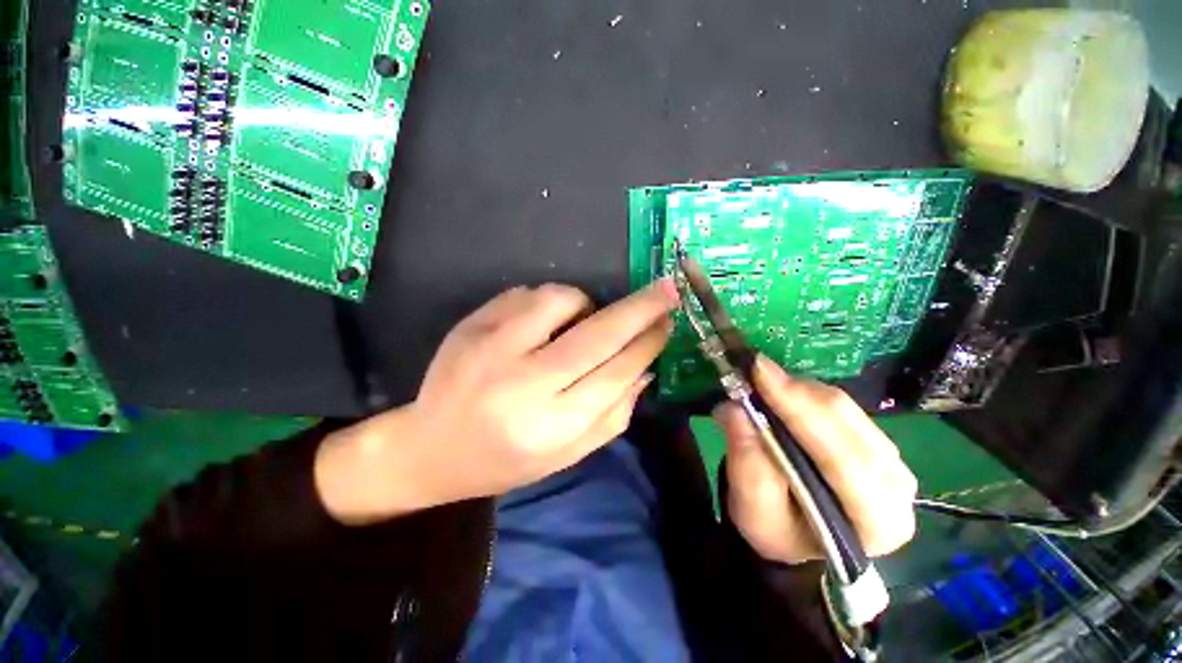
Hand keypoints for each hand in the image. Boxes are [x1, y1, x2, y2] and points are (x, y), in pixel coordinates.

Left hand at [316, 281, 677, 522]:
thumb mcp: (566, 453)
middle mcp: (523, 384)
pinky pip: (526, 294)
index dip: (647, 344)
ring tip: (581, 319)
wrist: (431, 447)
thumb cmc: (506, 459)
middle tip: (666, 289)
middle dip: (639, 308)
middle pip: (596, 336)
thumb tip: (645, 368)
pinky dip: (547, 302)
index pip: (614, 374)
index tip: (668, 322)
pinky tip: (541, 324)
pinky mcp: (472, 324)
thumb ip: (613, 414)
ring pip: (559, 300)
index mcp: (550, 425)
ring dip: (584, 303)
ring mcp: (492, 348)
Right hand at [714, 356, 917, 562]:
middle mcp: (897, 488)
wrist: (796, 534)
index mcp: (877, 521)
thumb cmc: (776, 531)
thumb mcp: (752, 511)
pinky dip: (805, 394)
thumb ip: (747, 463)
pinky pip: (842, 406)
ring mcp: (892, 461)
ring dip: (798, 391)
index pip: (841, 456)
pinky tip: (782, 394)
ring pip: (845, 408)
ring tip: (761, 385)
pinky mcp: (876, 441)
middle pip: (847, 423)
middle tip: (753, 369)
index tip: (759, 372)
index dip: (798, 408)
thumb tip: (735, 409)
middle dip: (795, 393)